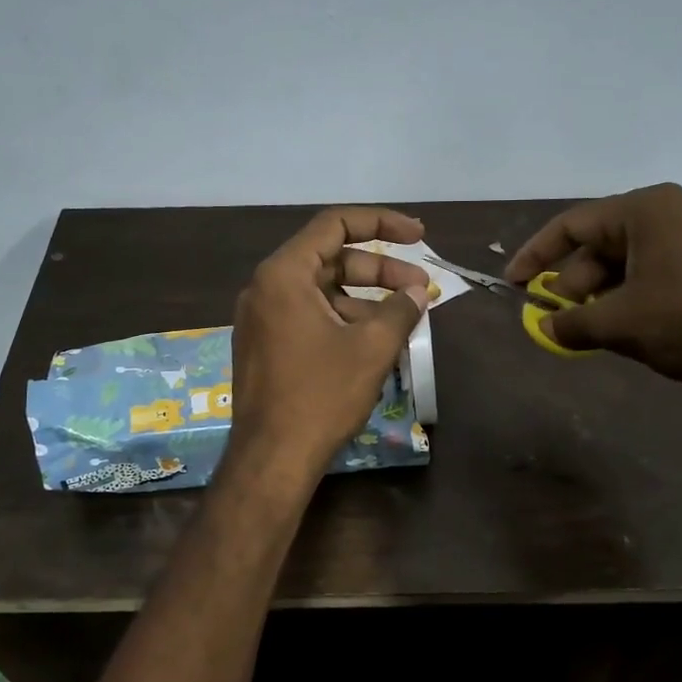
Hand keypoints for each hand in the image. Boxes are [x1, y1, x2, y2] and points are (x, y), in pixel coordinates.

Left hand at [228, 207, 433, 474]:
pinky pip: (309, 315)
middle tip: (420, 288)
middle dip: (380, 270)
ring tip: (405, 319)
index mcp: (283, 274)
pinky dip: (343, 318)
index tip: (418, 235)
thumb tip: (419, 292)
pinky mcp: (265, 345)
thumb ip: (401, 309)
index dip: (381, 223)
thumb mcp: (371, 347)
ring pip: (322, 291)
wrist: (272, 458)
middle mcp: (266, 287)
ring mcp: (262, 318)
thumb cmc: (321, 395)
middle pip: (331, 259)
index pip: (335, 224)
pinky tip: (375, 340)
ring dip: (365, 299)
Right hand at [505, 183, 681, 413]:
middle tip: (554, 320)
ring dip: (601, 298)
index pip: (573, 224)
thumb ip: (571, 322)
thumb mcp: (620, 324)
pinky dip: (631, 302)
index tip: (513, 284)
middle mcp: (674, 214)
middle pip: (602, 245)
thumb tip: (544, 326)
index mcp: (649, 210)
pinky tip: (623, 333)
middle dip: (573, 284)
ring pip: (629, 265)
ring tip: (586, 333)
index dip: (536, 255)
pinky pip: (657, 277)